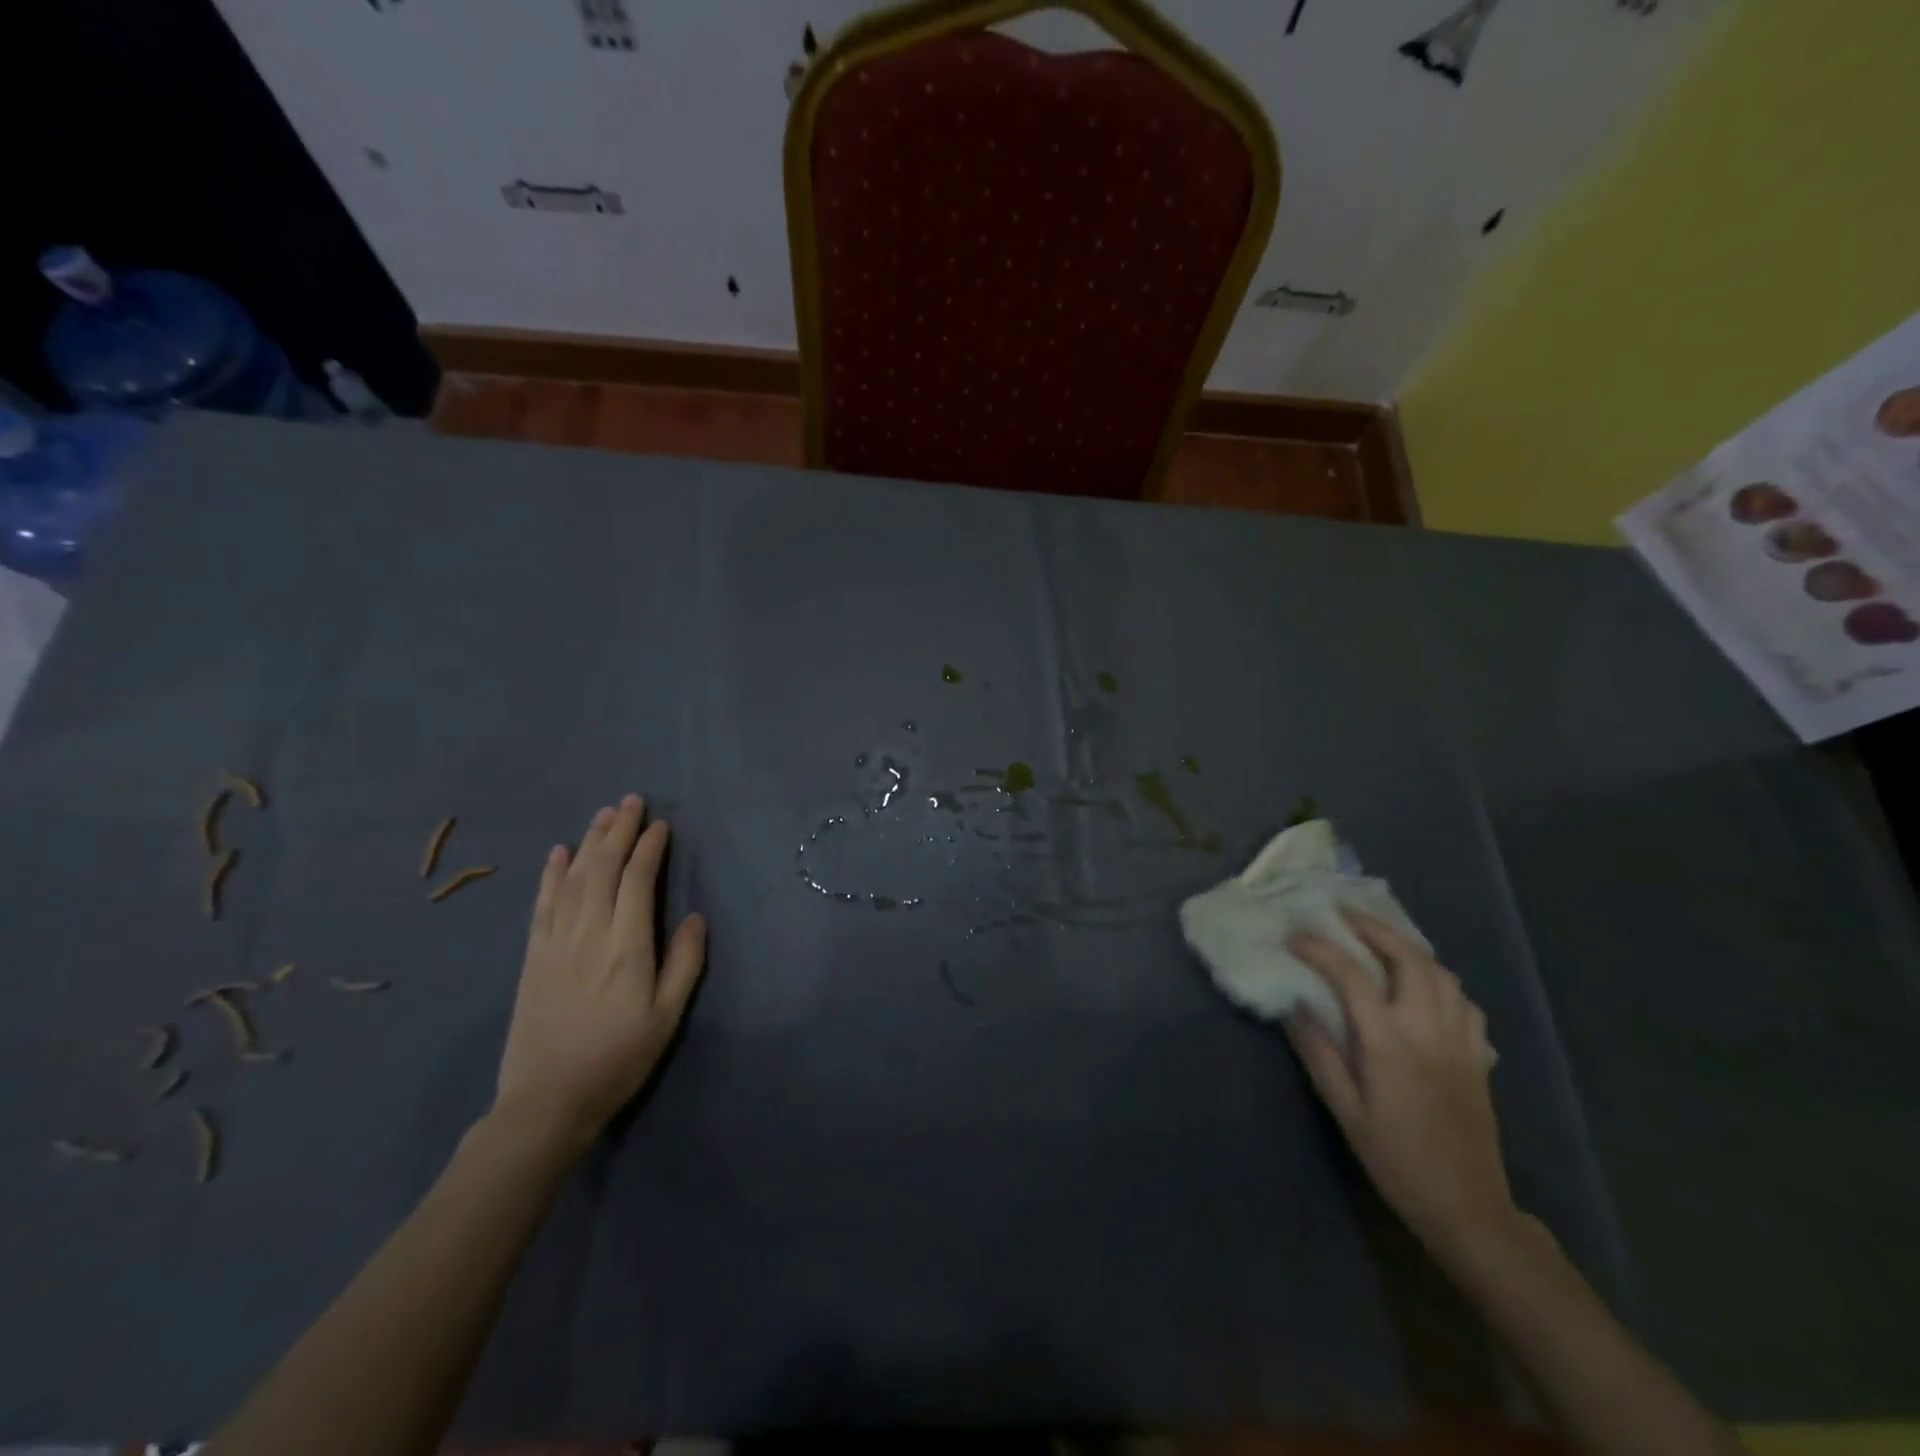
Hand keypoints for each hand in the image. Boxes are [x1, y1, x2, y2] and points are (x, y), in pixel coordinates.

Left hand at [492, 794, 707, 1154]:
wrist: (547, 1101)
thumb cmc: (618, 1058)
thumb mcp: (667, 1016)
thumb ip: (684, 962)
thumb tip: (694, 916)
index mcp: (627, 946)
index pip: (637, 880)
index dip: (649, 848)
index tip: (661, 825)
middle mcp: (589, 933)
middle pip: (602, 868)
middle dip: (618, 831)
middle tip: (631, 801)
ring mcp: (555, 942)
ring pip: (572, 878)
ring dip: (588, 842)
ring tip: (603, 815)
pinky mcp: (533, 956)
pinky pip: (541, 904)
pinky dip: (550, 874)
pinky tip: (557, 853)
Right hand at [1286, 909, 1513, 1260]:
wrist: (1468, 1207)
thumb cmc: (1396, 1159)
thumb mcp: (1345, 1110)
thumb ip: (1319, 1054)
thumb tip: (1293, 1007)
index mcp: (1389, 1042)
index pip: (1351, 976)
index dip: (1320, 949)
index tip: (1294, 937)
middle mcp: (1428, 1030)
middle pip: (1407, 958)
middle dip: (1373, 928)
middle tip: (1344, 915)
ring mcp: (1460, 1041)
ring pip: (1442, 974)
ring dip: (1408, 948)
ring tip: (1380, 941)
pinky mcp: (1479, 1057)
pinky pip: (1464, 1002)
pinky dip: (1441, 981)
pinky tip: (1424, 988)